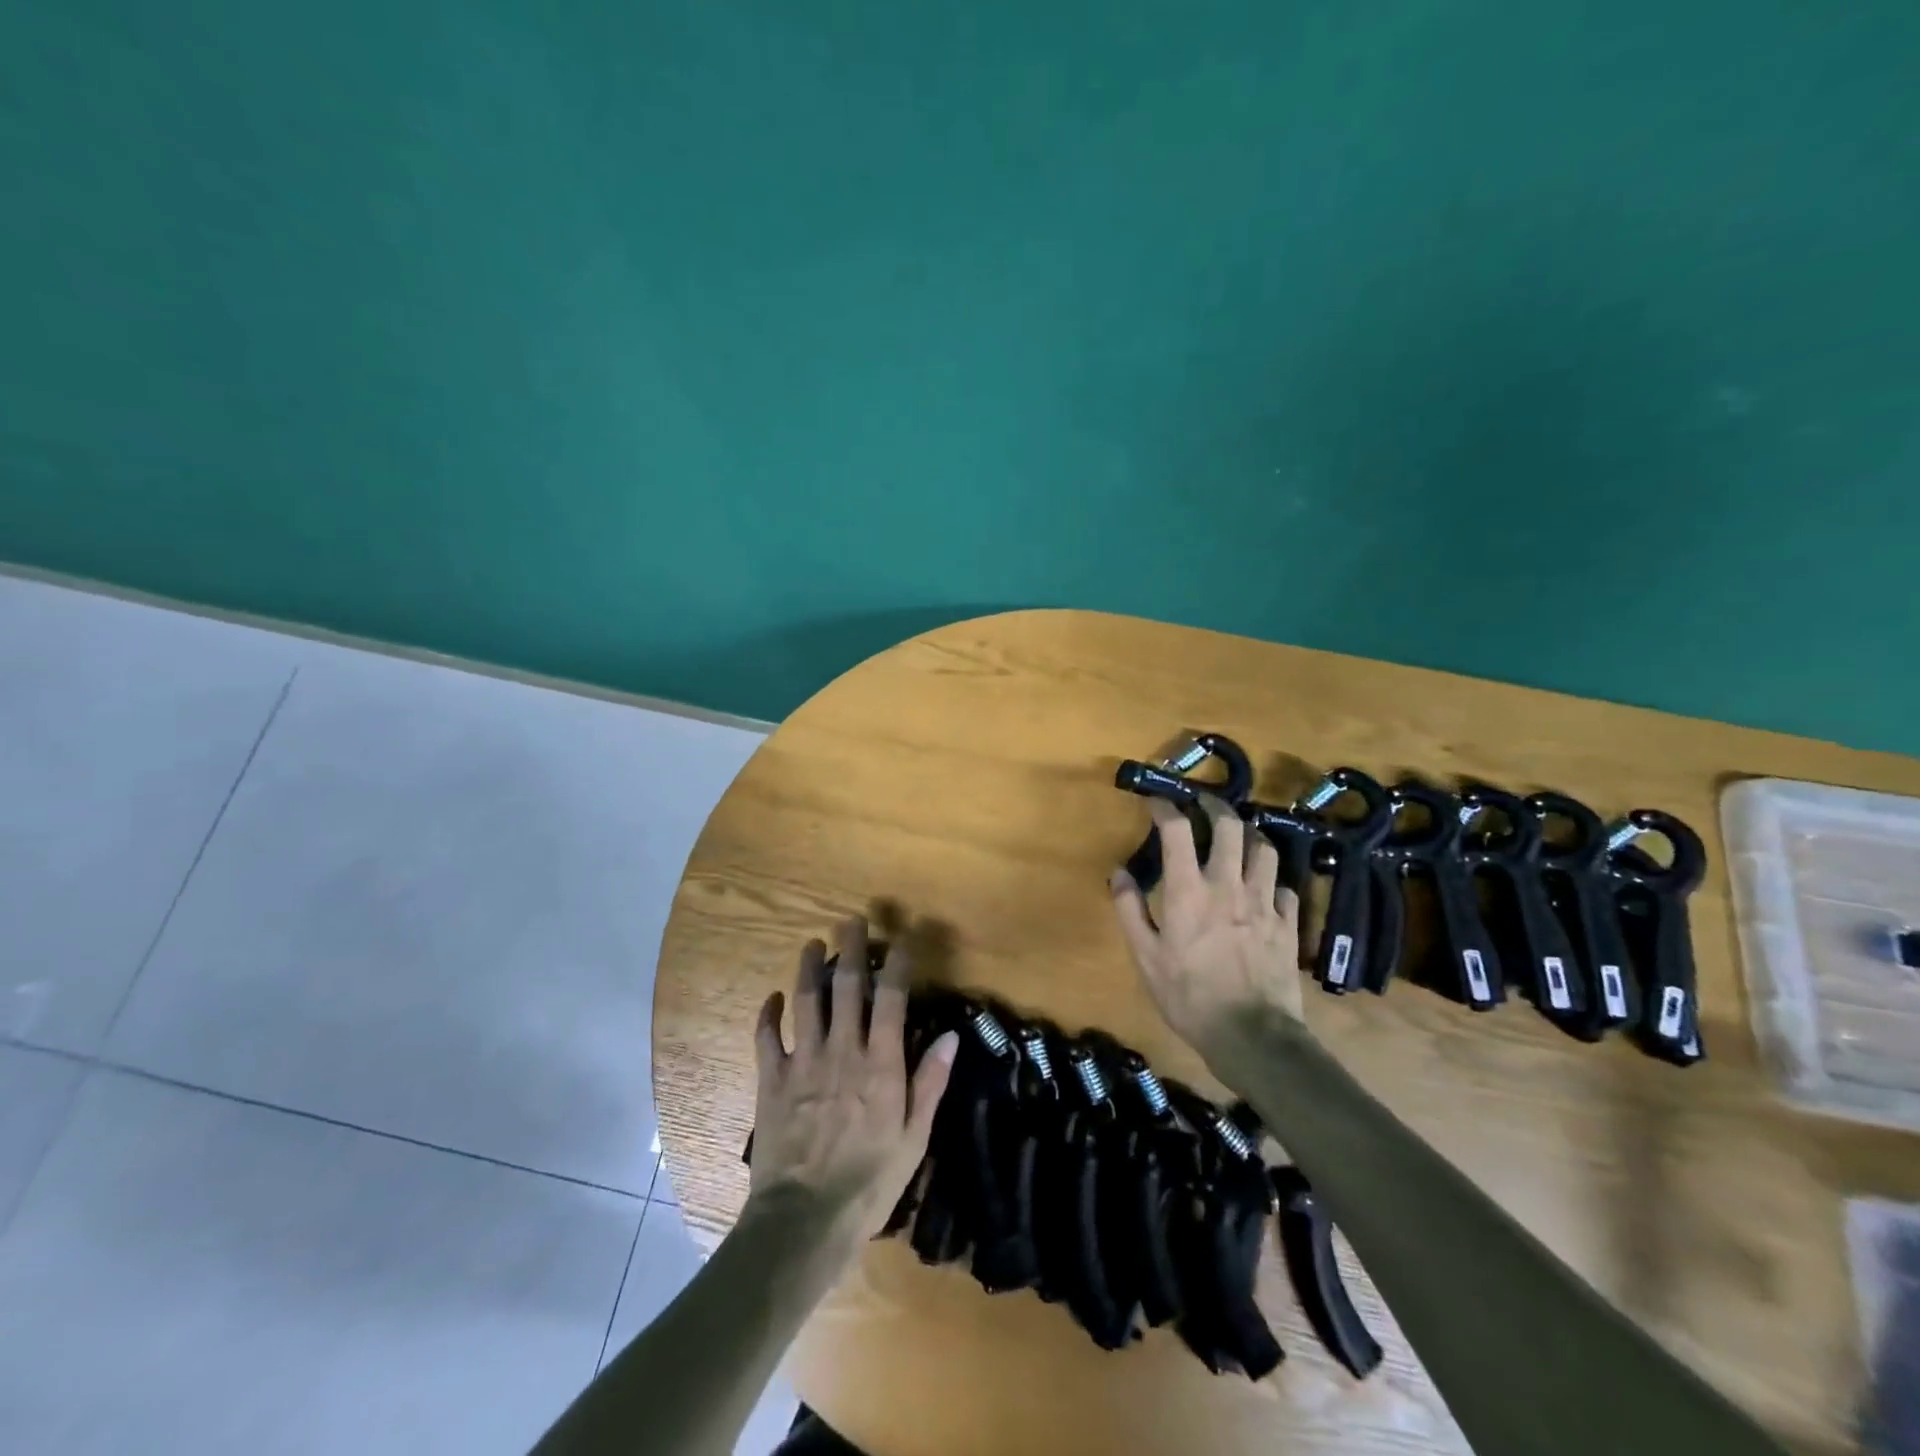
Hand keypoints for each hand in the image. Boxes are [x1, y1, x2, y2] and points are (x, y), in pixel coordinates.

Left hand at [747, 917, 958, 1250]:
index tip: (902, 941)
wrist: (805, 1219)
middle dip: (850, 949)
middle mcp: (843, 1050)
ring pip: (806, 1001)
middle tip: (852, 921)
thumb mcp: (914, 1137)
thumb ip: (931, 1082)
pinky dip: (768, 1014)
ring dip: (808, 968)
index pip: (892, 999)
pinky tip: (772, 998)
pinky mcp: (772, 1079)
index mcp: (881, 1063)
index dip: (897, 965)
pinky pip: (767, 1037)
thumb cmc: (870, 1181)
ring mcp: (803, 1061)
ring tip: (812, 944)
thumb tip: (952, 1035)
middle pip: (846, 986)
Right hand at [1110, 797, 1304, 1063]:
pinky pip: (1284, 888)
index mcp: (1189, 890)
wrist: (1251, 1035)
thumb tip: (1119, 872)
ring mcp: (1264, 903)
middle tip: (1203, 803)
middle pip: (1229, 826)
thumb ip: (1130, 910)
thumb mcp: (1145, 957)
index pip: (1177, 830)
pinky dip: (1272, 880)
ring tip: (1238, 836)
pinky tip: (1264, 887)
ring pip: (1264, 849)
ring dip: (1249, 835)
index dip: (1165, 807)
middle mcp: (1228, 885)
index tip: (1156, 800)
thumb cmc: (1188, 996)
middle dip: (1214, 806)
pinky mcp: (1287, 923)